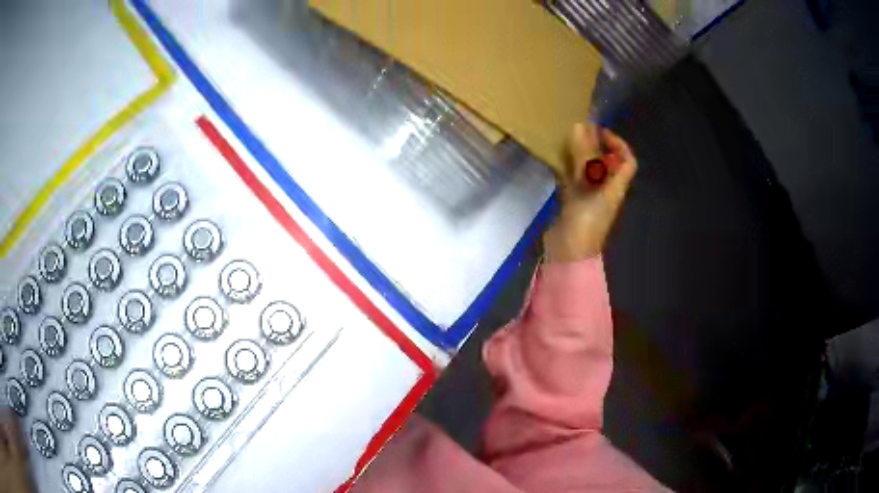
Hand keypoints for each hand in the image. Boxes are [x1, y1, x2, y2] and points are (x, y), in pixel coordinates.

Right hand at [543, 123, 636, 261]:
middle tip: (579, 131)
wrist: (568, 254)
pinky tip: (556, 159)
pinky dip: (567, 168)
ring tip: (567, 141)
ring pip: (589, 170)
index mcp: (616, 188)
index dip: (619, 144)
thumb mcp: (585, 187)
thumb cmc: (584, 222)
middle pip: (608, 164)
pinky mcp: (572, 203)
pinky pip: (573, 180)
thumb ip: (582, 157)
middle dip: (597, 146)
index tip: (600, 132)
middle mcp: (605, 190)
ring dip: (581, 156)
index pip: (627, 162)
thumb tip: (581, 126)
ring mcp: (589, 197)